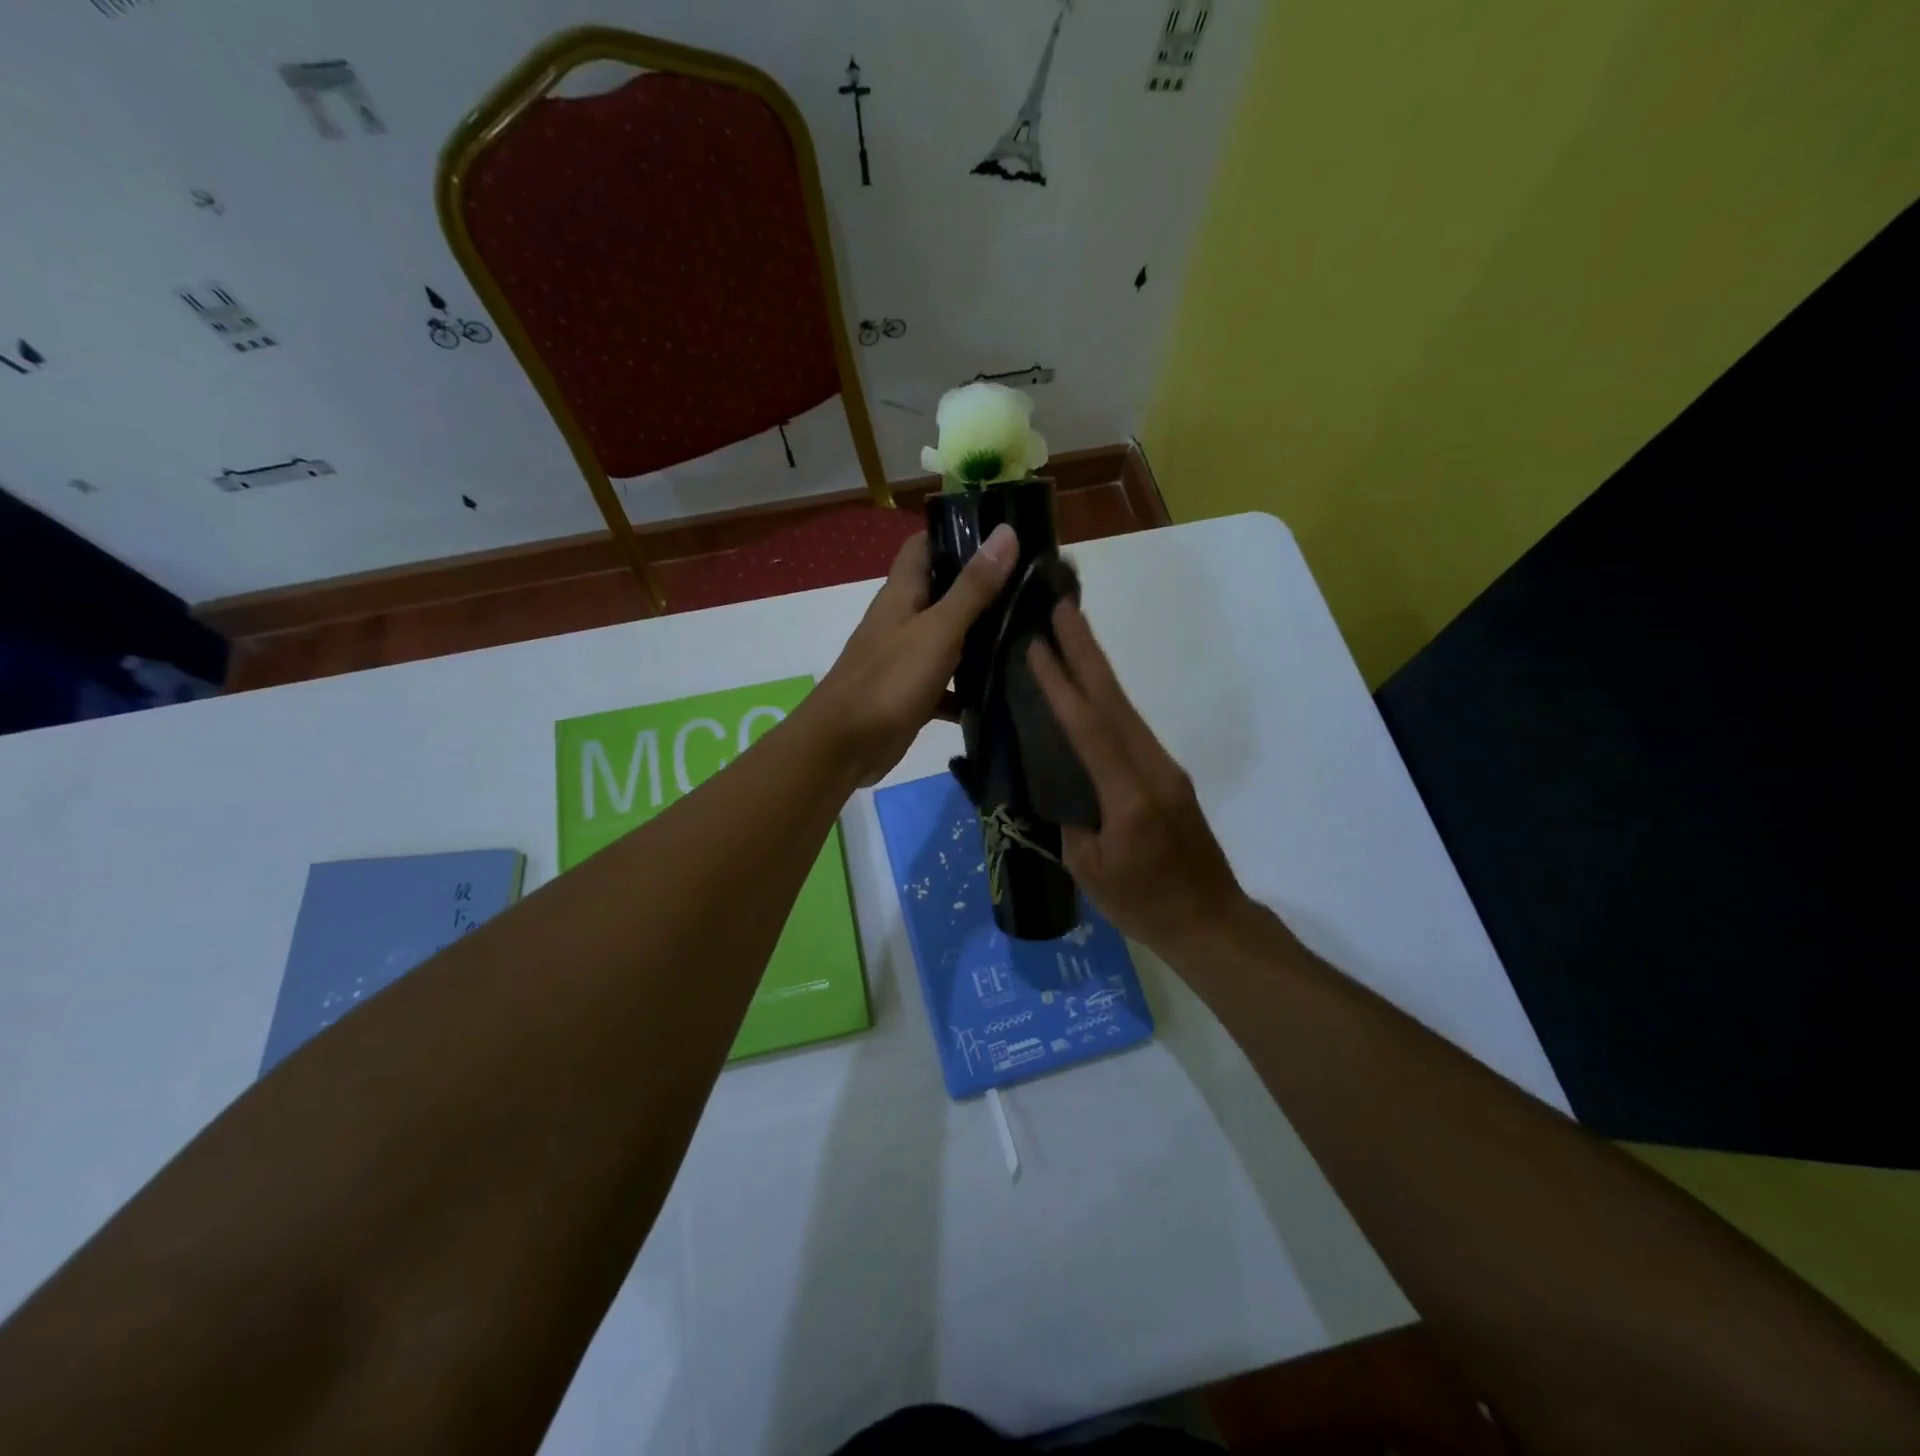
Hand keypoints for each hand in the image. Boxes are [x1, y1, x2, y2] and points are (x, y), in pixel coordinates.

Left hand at [814, 524, 1018, 785]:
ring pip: (947, 638)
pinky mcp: (912, 694)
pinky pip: (945, 683)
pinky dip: (967, 686)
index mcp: (902, 593)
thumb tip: (1006, 531)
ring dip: (979, 637)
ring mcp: (905, 658)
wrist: (845, 745)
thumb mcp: (938, 629)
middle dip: (981, 587)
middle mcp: (902, 619)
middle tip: (1031, 585)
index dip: (958, 533)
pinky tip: (1000, 690)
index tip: (1002, 534)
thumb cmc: (890, 680)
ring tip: (1028, 632)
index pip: (925, 545)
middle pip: (941, 591)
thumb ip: (973, 587)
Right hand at [1027, 602, 1246, 953]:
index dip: (1061, 685)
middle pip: (1114, 699)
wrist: (1210, 921)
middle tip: (1062, 606)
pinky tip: (1090, 687)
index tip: (1037, 645)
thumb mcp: (1090, 870)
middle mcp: (1152, 768)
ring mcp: (1165, 768)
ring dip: (1097, 667)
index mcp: (1129, 796)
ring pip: (1125, 707)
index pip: (1089, 728)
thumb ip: (1071, 819)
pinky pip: (1131, 727)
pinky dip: (1107, 697)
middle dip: (1086, 650)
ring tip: (1072, 632)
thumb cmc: (1144, 905)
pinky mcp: (1168, 775)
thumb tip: (1061, 783)